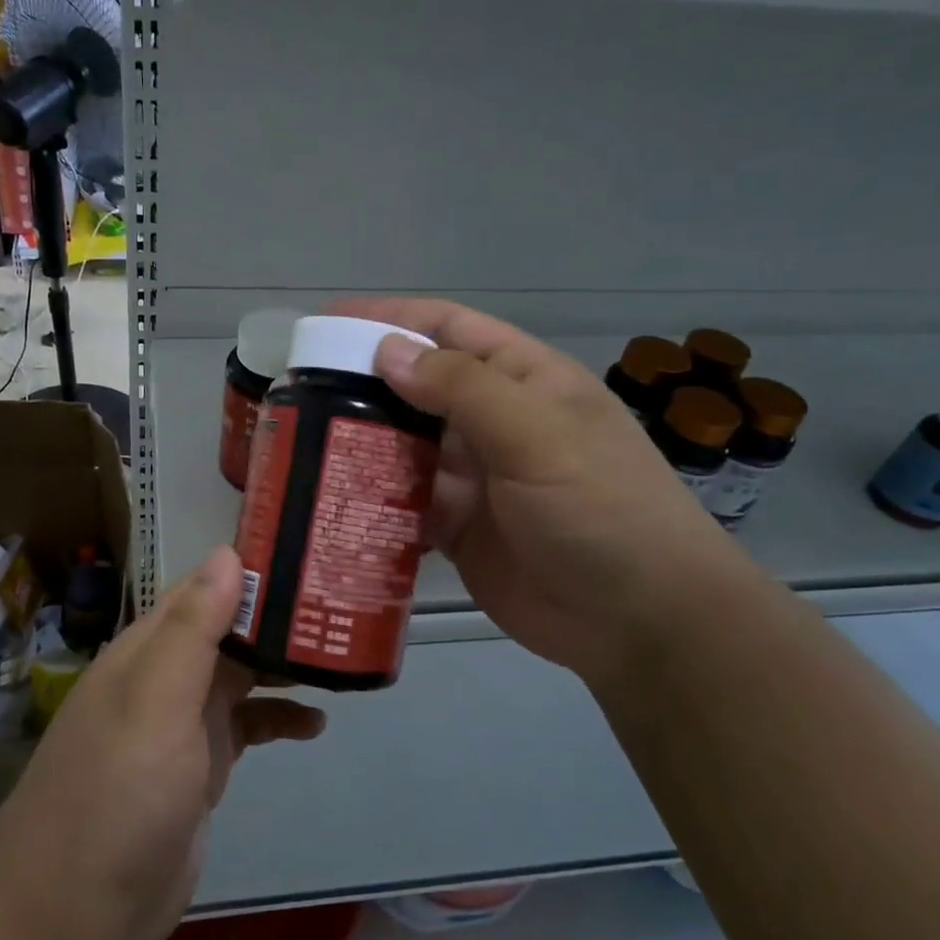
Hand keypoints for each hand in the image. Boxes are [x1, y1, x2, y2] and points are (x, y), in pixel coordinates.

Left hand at [0, 548, 324, 939]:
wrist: (74, 911)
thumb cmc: (118, 792)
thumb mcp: (157, 699)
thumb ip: (192, 627)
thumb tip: (228, 553)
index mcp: (149, 648)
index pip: (204, 588)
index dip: (252, 569)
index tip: (309, 555)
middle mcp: (166, 676)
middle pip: (229, 629)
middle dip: (279, 618)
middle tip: (342, 606)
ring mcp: (183, 723)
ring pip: (242, 675)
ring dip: (284, 666)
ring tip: (340, 657)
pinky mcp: (200, 768)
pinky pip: (247, 727)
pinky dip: (278, 719)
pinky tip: (315, 726)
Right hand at [337, 300, 760, 685]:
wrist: (641, 621)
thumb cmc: (599, 509)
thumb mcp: (537, 435)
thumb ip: (462, 389)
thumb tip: (387, 350)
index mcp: (521, 380)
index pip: (447, 328)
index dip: (390, 318)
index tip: (327, 322)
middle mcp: (493, 420)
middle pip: (416, 388)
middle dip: (362, 384)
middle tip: (298, 394)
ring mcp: (473, 476)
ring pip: (403, 446)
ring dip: (360, 443)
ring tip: (299, 444)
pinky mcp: (457, 527)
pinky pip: (404, 502)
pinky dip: (371, 499)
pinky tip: (331, 499)